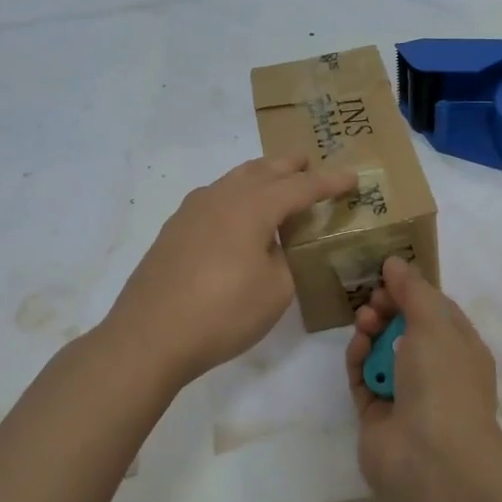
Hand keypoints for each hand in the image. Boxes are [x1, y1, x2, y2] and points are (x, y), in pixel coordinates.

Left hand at [107, 155, 356, 389]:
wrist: (149, 336)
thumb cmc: (222, 312)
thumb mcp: (275, 290)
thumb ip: (285, 259)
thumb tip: (274, 246)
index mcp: (252, 206)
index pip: (300, 187)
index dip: (328, 182)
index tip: (352, 178)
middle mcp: (221, 197)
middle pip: (262, 171)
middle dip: (289, 167)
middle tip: (309, 164)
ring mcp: (192, 211)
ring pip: (234, 180)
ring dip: (260, 177)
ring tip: (275, 182)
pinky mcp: (173, 230)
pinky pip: (214, 198)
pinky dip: (235, 196)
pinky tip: (236, 214)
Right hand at [345, 256, 501, 501]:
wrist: (431, 459)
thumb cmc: (443, 380)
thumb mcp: (433, 322)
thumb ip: (412, 289)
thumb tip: (394, 262)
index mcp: (461, 349)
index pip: (436, 311)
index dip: (412, 291)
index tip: (387, 277)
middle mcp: (436, 372)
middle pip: (406, 330)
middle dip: (388, 309)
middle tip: (372, 300)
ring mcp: (406, 396)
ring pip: (382, 353)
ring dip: (371, 332)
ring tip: (364, 323)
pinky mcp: (377, 417)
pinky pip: (364, 380)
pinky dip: (358, 361)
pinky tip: (356, 347)